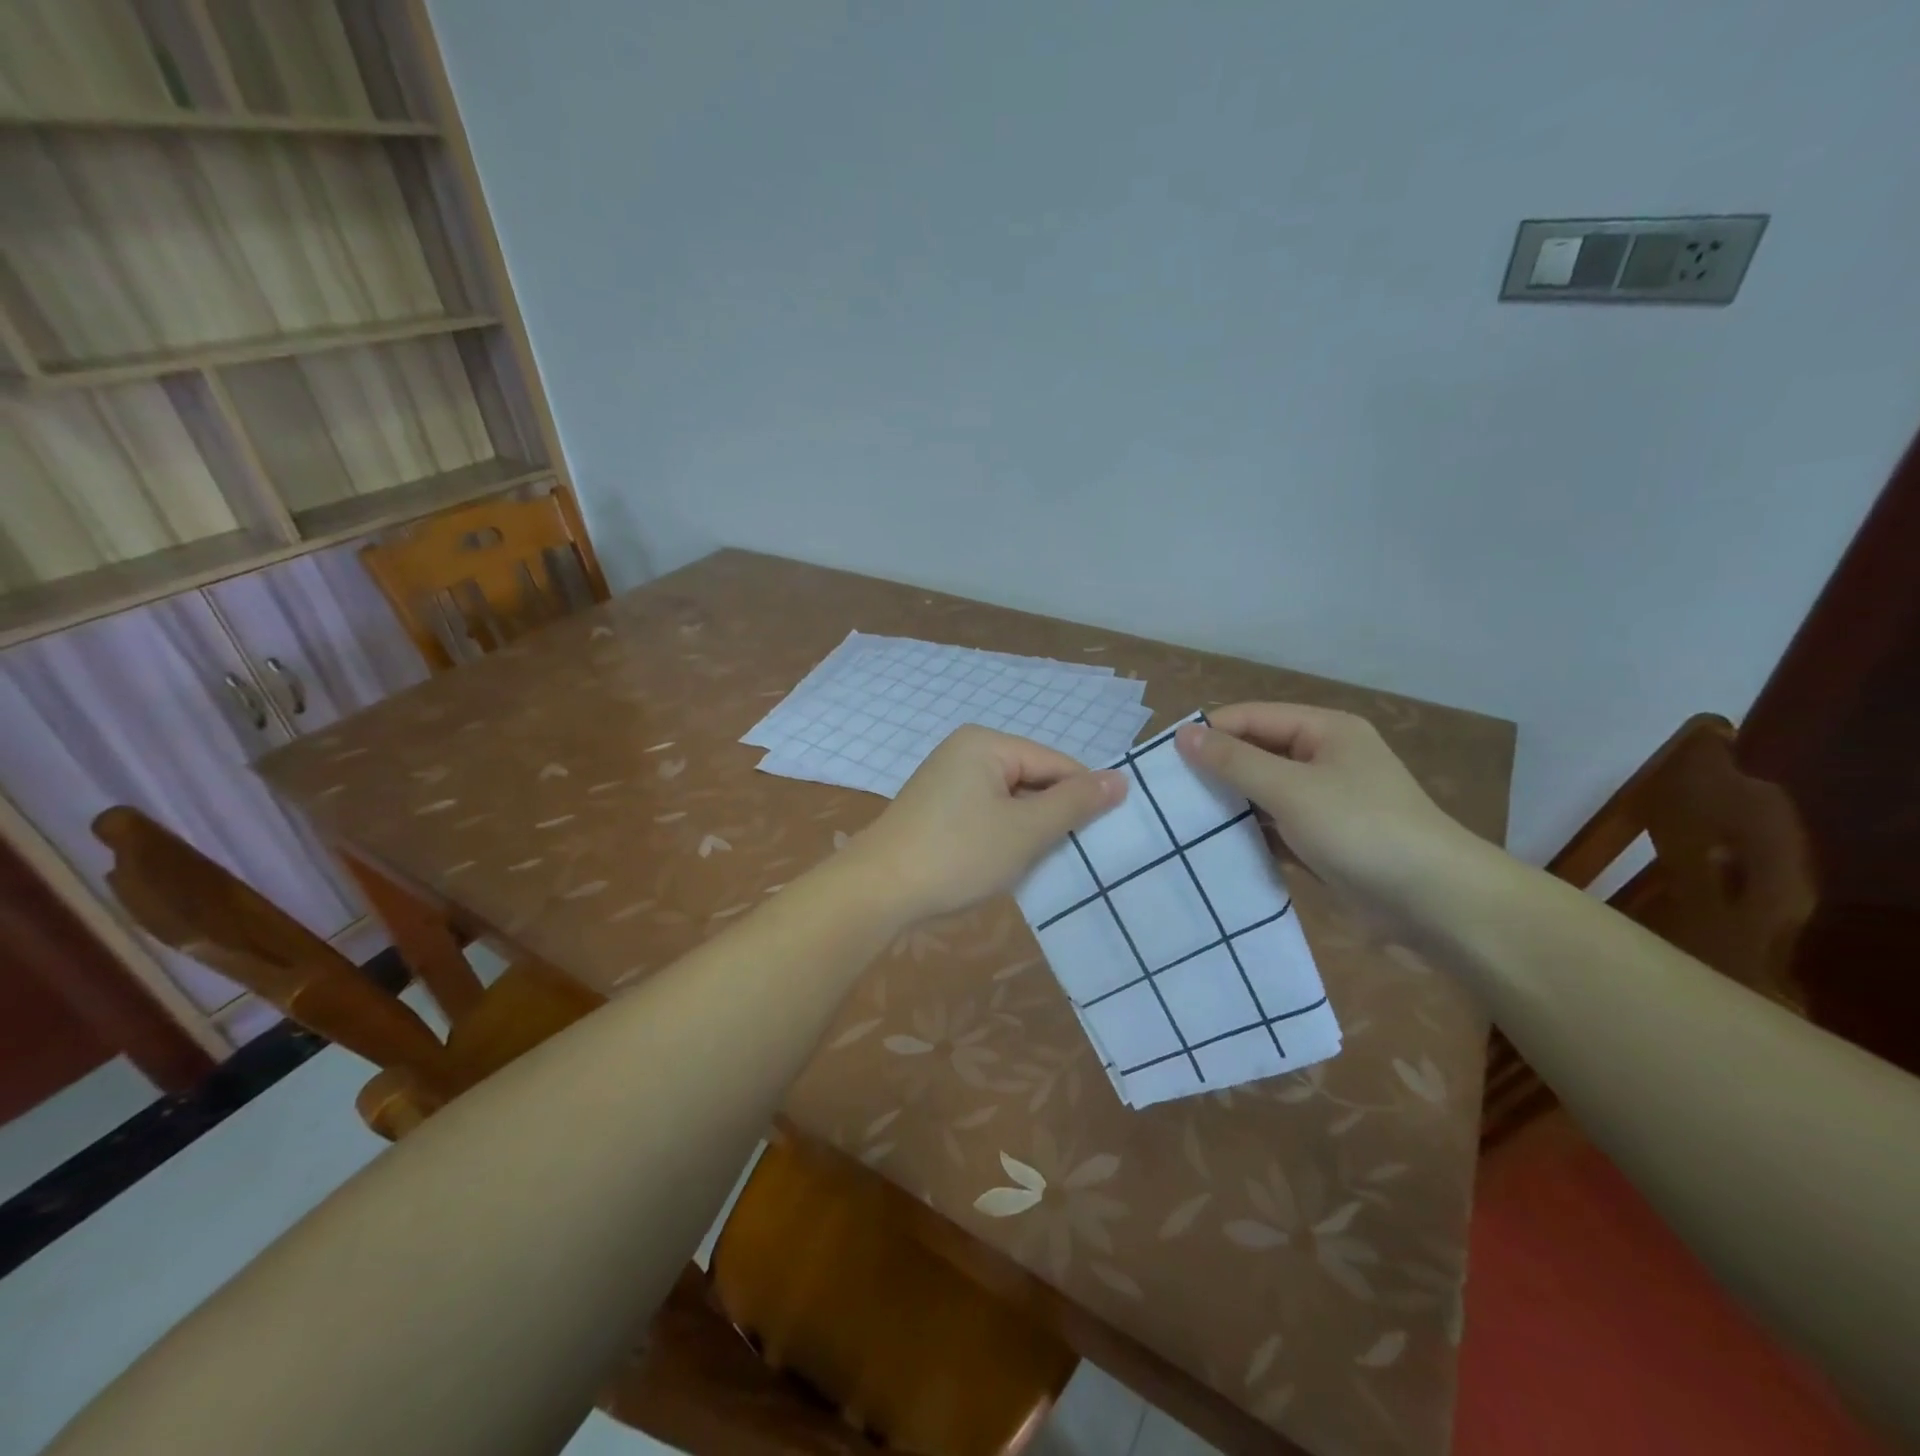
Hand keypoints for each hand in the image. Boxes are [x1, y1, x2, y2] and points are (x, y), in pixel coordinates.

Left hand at [851, 725, 1126, 922]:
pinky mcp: (937, 809)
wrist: (877, 891)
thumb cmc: (958, 854)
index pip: (1056, 763)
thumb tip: (1120, 778)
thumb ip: (1074, 803)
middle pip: (1033, 779)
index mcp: (986, 743)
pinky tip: (1006, 864)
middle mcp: (965, 752)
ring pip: (1011, 801)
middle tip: (1073, 856)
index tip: (1104, 837)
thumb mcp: (1025, 830)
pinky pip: (986, 814)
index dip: (1084, 798)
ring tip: (1040, 863)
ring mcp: (947, 780)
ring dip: (1028, 831)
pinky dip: (1003, 837)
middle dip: (1052, 816)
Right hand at [1175, 703, 1481, 926]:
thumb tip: (1183, 735)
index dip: (1207, 733)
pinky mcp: (1323, 842)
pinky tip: (1213, 847)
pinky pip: (1275, 828)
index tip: (1160, 759)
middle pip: (1255, 754)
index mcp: (1324, 731)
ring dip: (1228, 805)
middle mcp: (1324, 759)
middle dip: (1214, 771)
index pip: (1250, 718)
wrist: (1437, 905)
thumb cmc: (1362, 830)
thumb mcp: (1292, 789)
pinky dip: (1249, 834)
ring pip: (1262, 793)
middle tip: (1163, 793)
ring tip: (1177, 820)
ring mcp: (1325, 803)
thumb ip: (1234, 761)